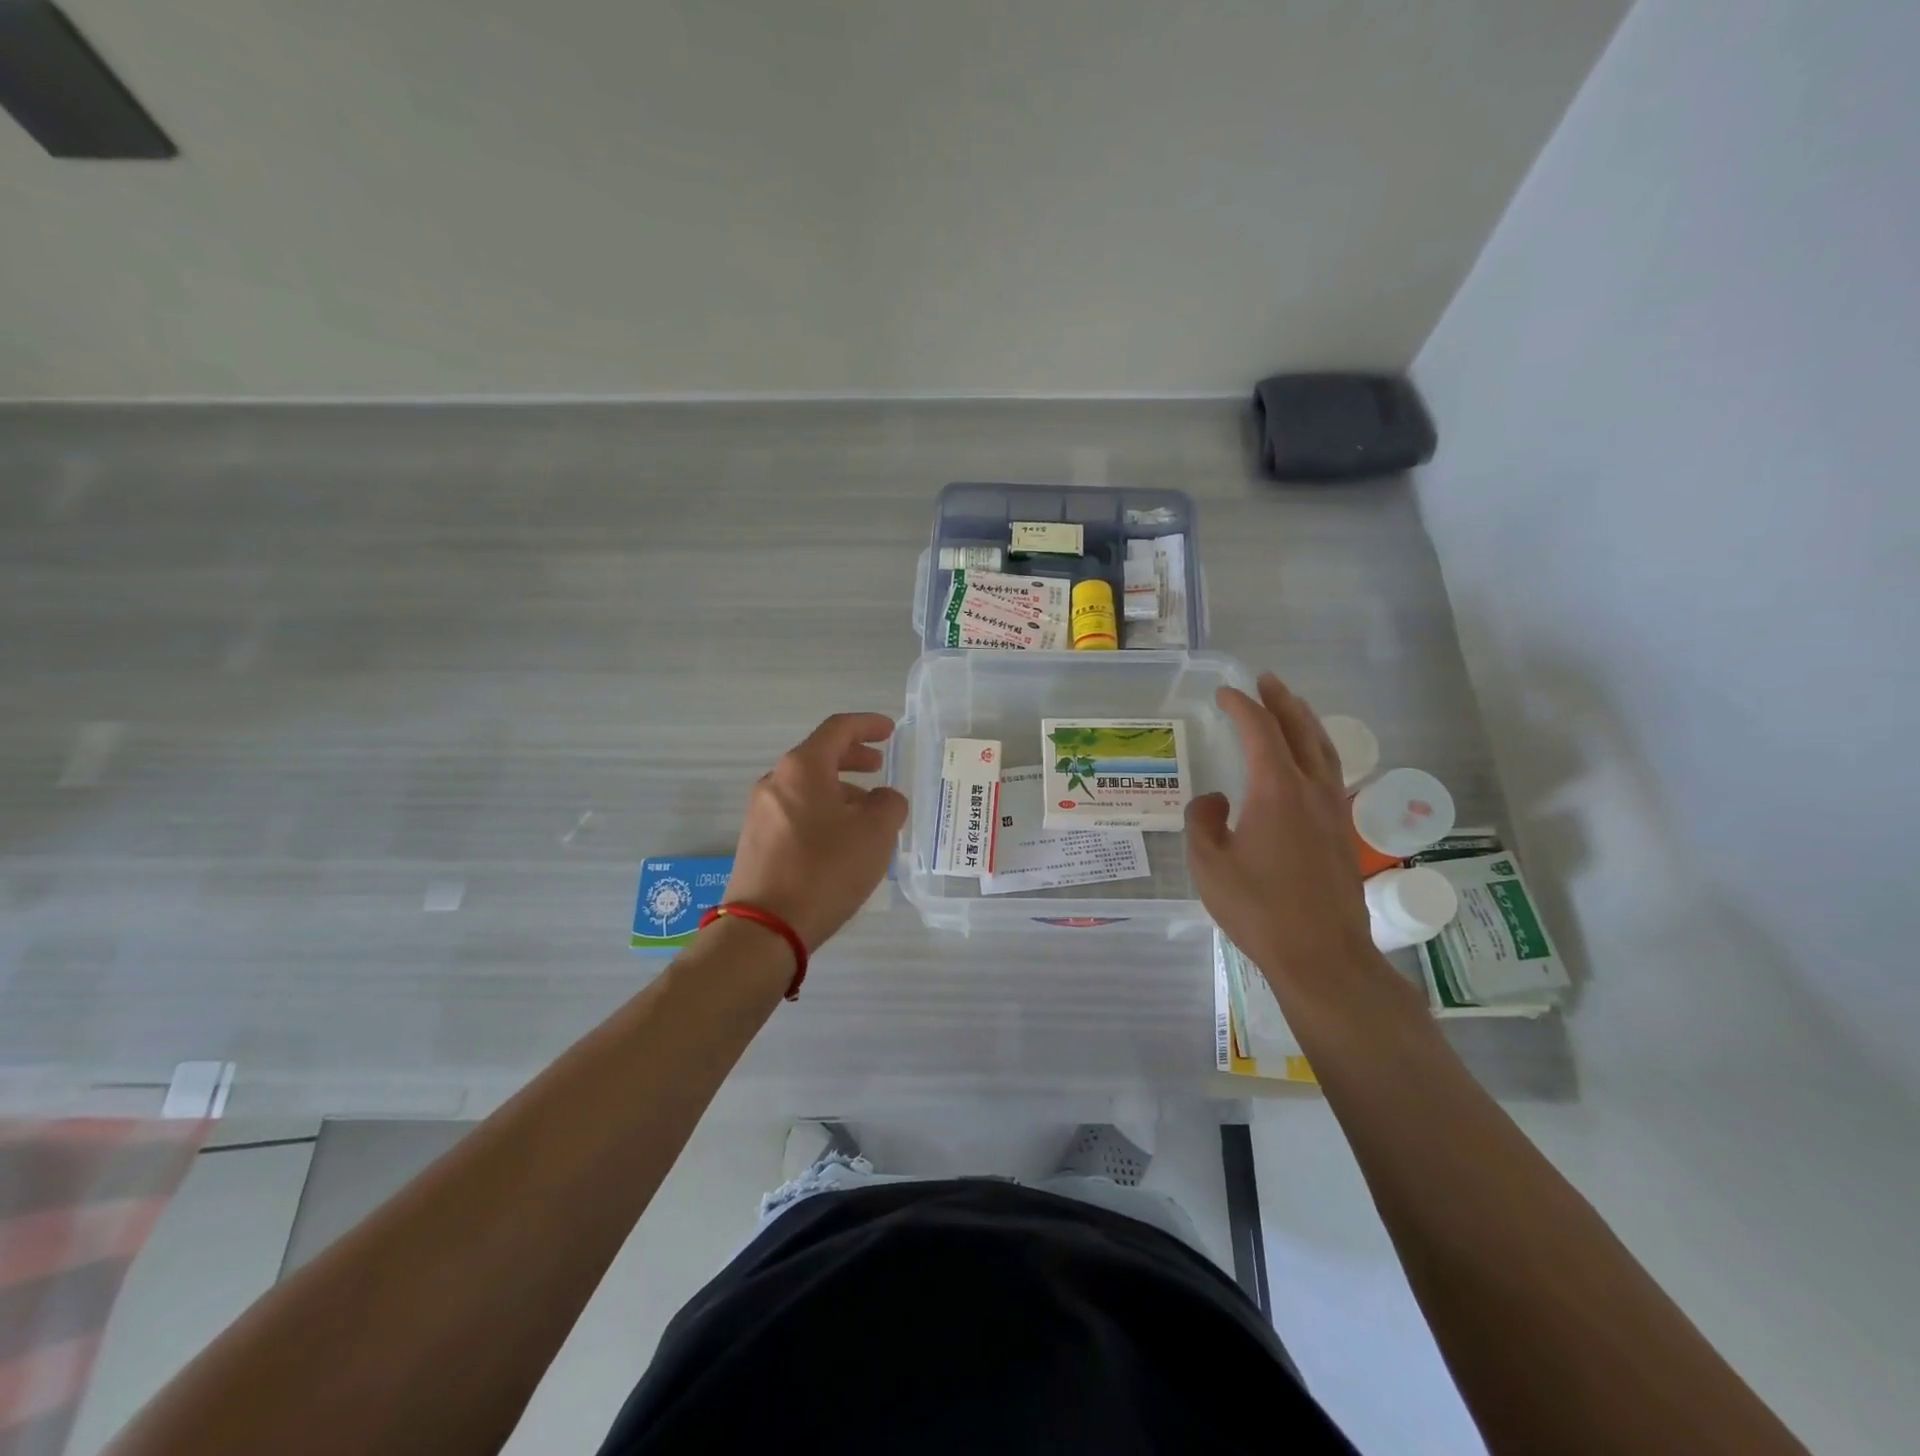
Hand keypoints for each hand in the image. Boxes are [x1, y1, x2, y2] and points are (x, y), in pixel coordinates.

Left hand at [724, 713, 907, 951]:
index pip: (838, 729)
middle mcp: (775, 782)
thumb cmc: (825, 869)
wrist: (764, 928)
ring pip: (807, 788)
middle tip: (879, 766)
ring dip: (840, 790)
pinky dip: (822, 812)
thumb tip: (882, 799)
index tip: (889, 731)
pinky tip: (841, 840)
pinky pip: (796, 812)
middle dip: (853, 758)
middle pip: (819, 757)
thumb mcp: (876, 833)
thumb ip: (889, 804)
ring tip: (867, 812)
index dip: (867, 725)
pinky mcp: (756, 842)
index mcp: (803, 768)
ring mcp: (760, 813)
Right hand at [1185, 672, 1387, 1003]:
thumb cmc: (1258, 907)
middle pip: (1300, 730)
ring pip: (1324, 750)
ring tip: (1292, 707)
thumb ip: (1203, 821)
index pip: (1260, 730)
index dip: (1241, 706)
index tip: (1224, 694)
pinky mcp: (1342, 832)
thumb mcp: (1208, 864)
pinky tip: (1309, 762)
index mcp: (1276, 789)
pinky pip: (1331, 773)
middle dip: (1281, 701)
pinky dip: (1318, 751)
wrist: (1321, 954)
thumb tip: (1215, 800)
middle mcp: (1311, 789)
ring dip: (1305, 722)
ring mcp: (1333, 810)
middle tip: (1266, 681)